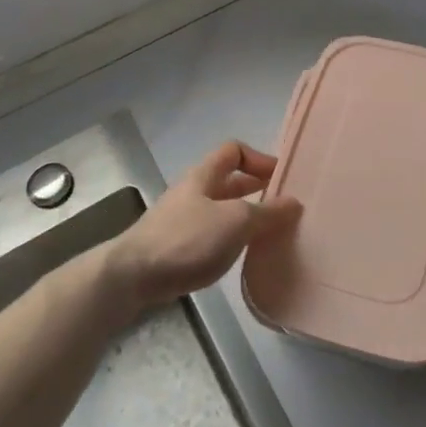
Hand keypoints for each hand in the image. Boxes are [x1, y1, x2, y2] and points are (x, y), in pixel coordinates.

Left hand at [106, 141, 301, 314]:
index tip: (281, 177)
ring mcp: (181, 220)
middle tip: (283, 205)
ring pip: (221, 209)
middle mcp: (193, 192)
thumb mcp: (235, 222)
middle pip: (229, 180)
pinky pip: (211, 233)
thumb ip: (267, 213)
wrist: (131, 276)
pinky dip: (229, 239)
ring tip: (268, 233)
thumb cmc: (186, 239)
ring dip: (244, 217)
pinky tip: (240, 256)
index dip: (259, 158)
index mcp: (205, 175)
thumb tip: (294, 202)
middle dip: (256, 189)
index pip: (234, 150)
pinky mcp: (175, 247)